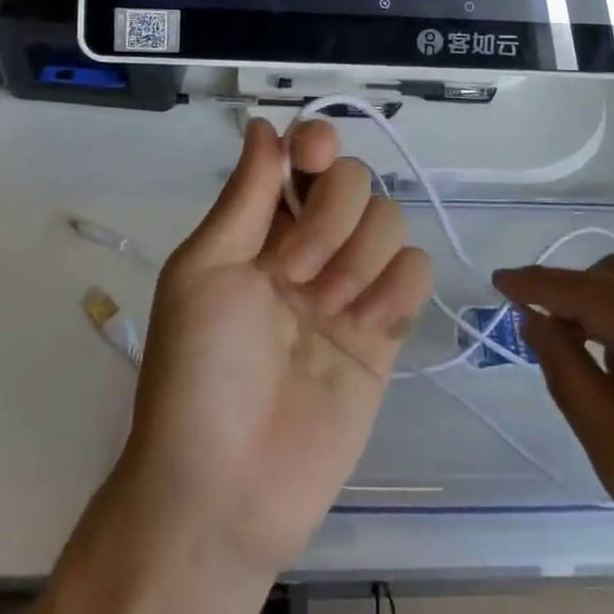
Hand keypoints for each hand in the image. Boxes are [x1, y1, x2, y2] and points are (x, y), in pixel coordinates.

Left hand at [120, 118, 432, 578]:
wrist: (225, 490)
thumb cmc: (196, 373)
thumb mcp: (204, 272)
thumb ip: (244, 195)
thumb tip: (264, 122)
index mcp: (264, 225)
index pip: (308, 155)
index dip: (317, 143)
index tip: (311, 159)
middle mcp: (313, 244)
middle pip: (357, 179)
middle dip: (331, 216)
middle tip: (295, 272)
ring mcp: (353, 285)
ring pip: (392, 218)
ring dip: (361, 255)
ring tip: (328, 308)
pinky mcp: (387, 328)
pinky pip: (416, 271)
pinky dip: (397, 288)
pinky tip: (365, 327)